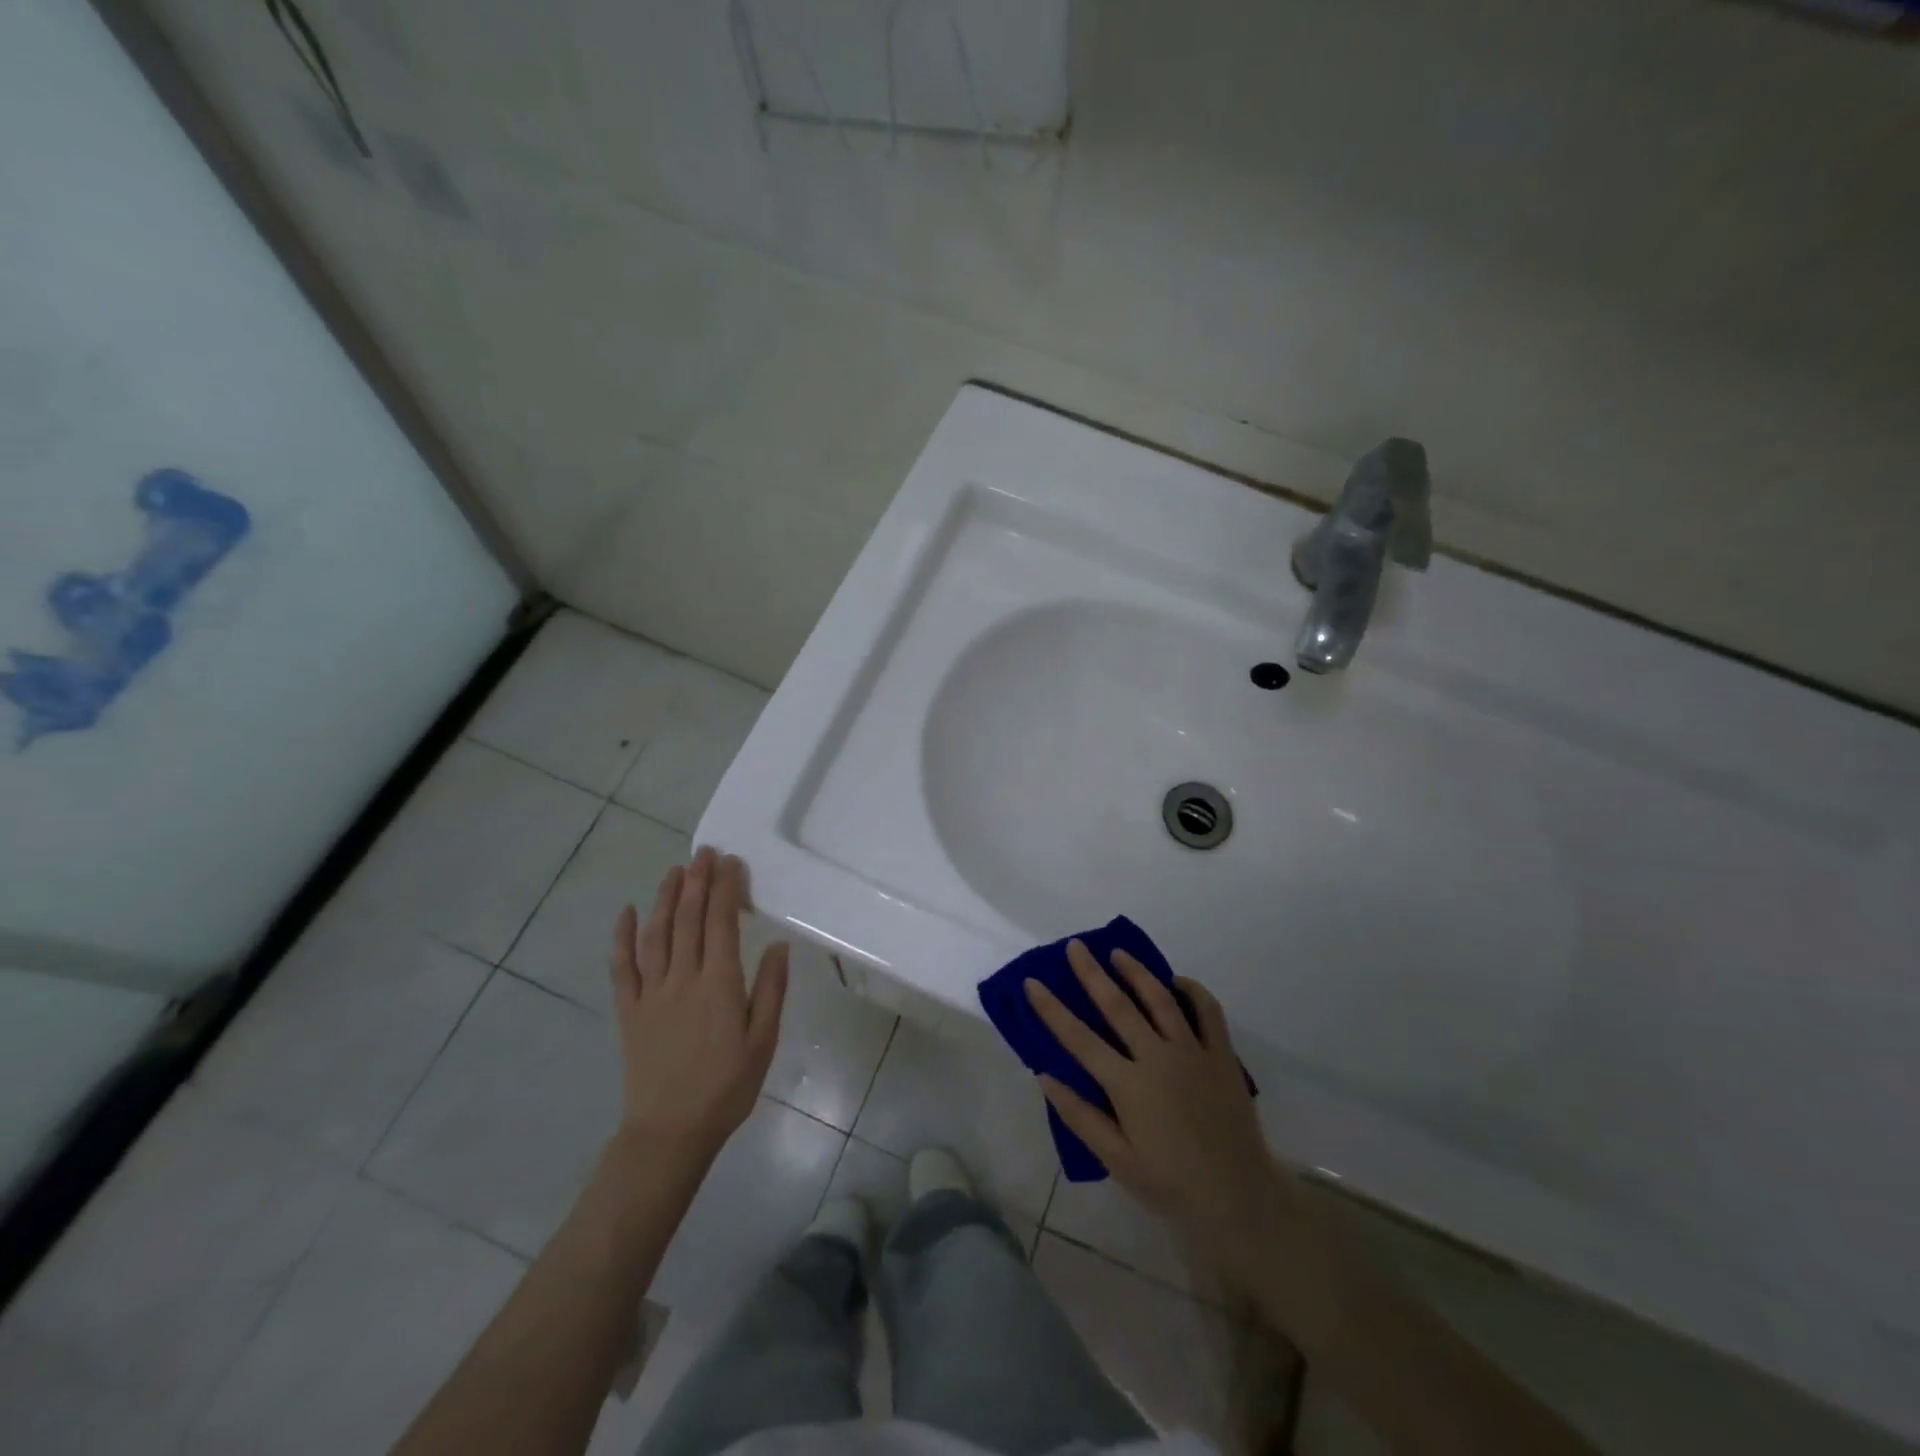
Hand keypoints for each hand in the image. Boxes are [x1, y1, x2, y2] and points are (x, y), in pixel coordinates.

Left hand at [608, 847, 787, 1165]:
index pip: (721, 923)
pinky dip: (623, 937)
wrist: (670, 1132)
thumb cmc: (726, 1088)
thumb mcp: (763, 1043)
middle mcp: (683, 980)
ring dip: (665, 898)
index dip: (725, 889)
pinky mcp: (629, 1011)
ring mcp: (651, 994)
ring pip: (657, 934)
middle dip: (697, 882)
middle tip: (704, 852)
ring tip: (674, 869)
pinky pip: (622, 968)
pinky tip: (628, 912)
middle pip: (688, 919)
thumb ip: (770, 991)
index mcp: (719, 985)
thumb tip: (776, 945)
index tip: (731, 862)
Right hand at [1026, 942, 1292, 1278]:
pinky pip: (1209, 1012)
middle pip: (1118, 1006)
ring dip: (1136, 972)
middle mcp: (1159, 1059)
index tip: (1032, 982)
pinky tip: (1177, 981)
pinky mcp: (1222, 1056)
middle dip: (1092, 974)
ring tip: (1118, 952)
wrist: (1240, 1200)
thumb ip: (1081, 1116)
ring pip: (1161, 999)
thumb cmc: (1171, 1186)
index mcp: (1129, 1086)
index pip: (1079, 1039)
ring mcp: (1193, 1053)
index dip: (1052, 1009)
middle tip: (1075, 947)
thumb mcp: (1117, 1162)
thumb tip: (1045, 1075)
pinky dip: (1193, 991)